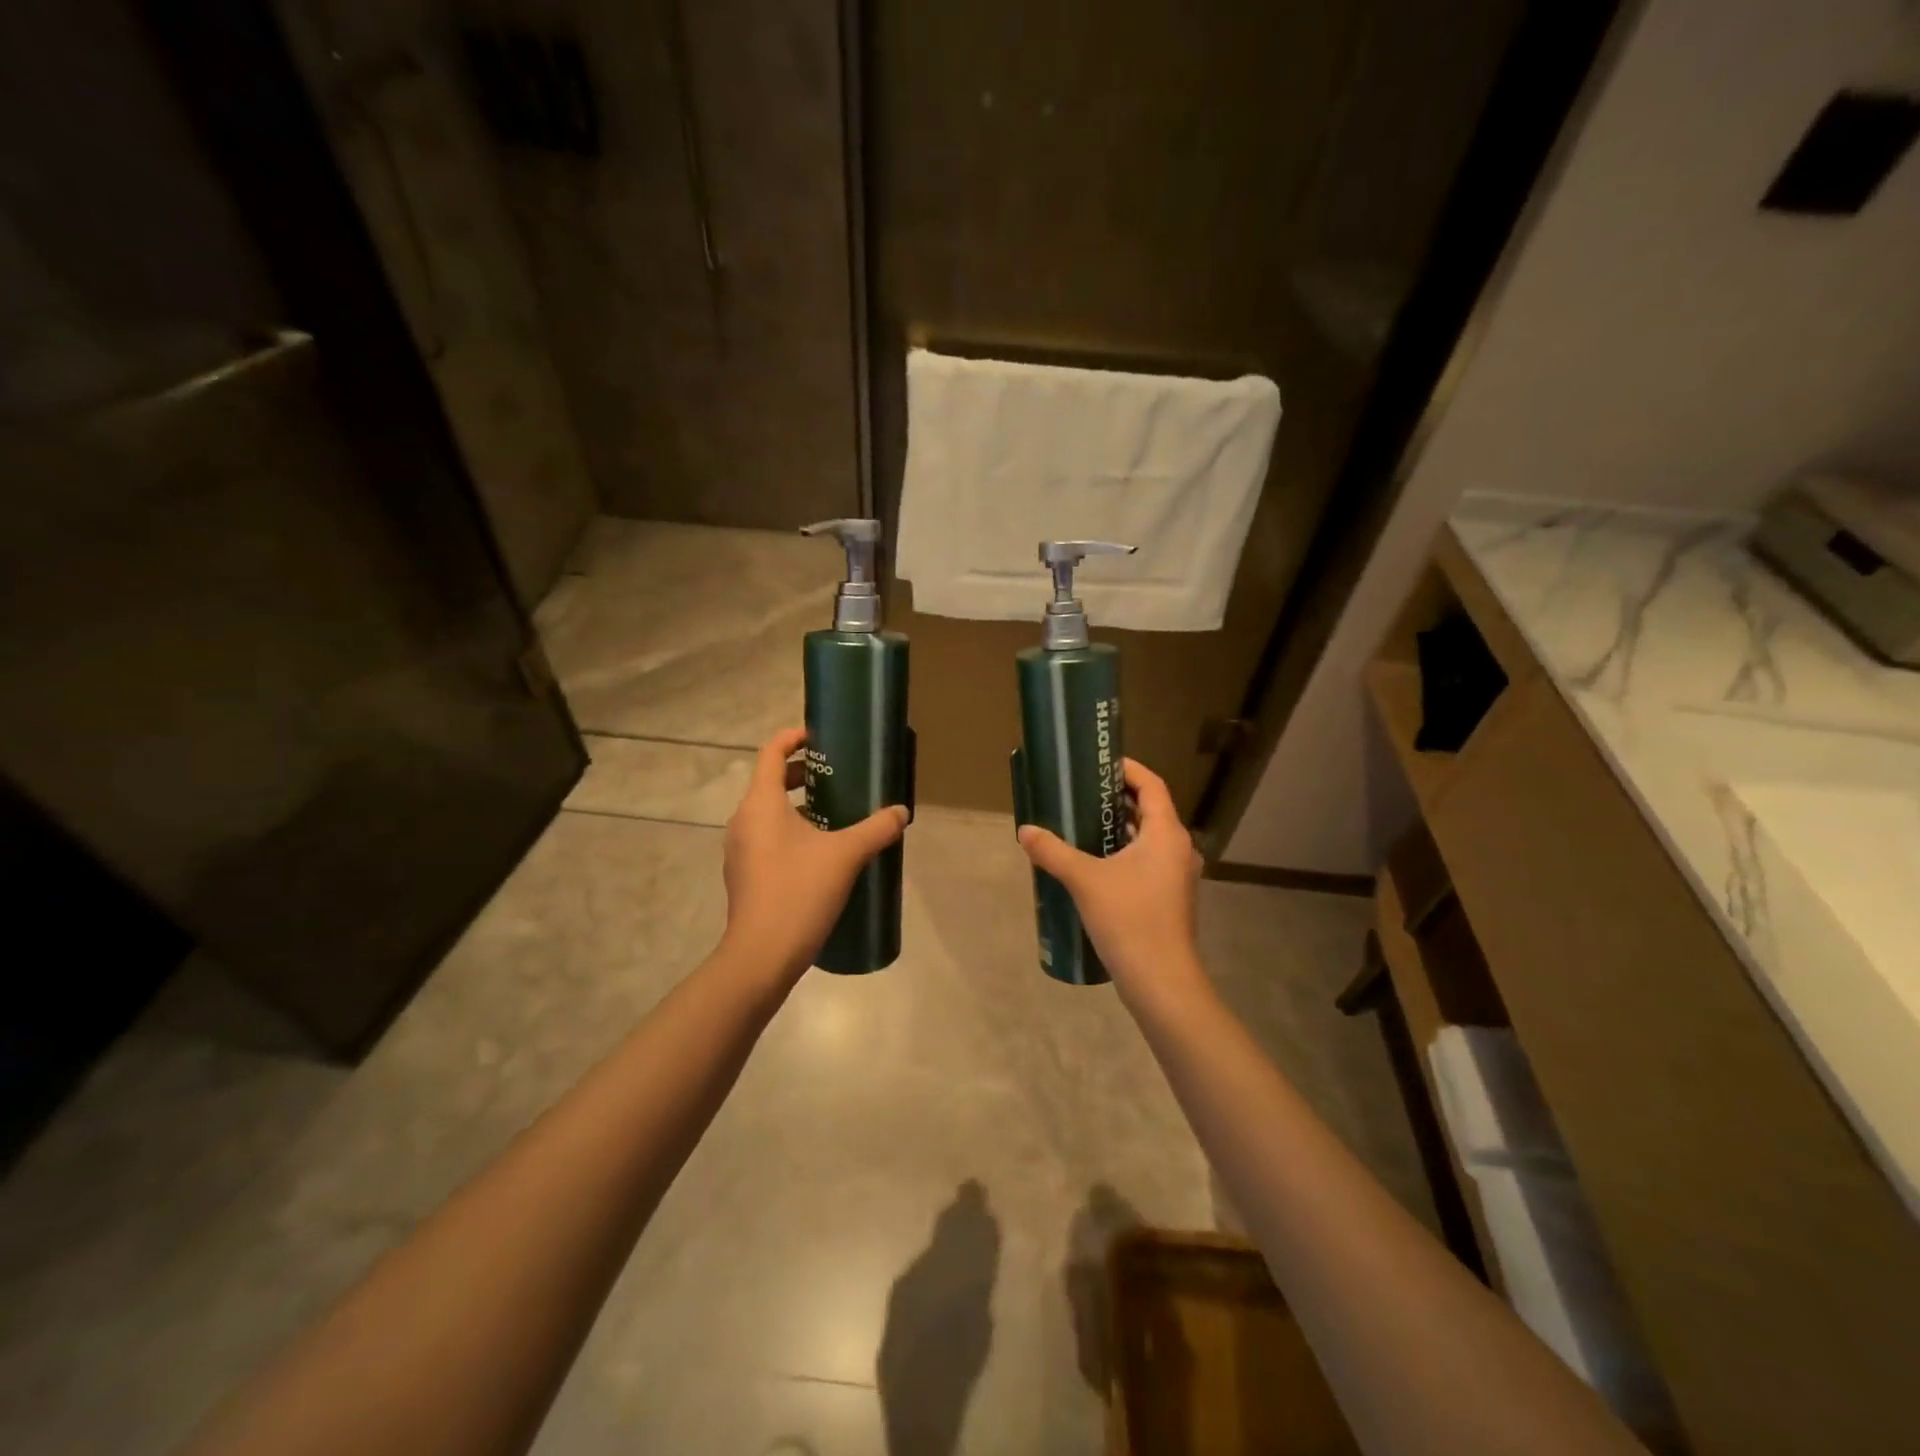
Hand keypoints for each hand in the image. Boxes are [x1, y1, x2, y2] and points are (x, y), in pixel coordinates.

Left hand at [720, 726, 909, 980]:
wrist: (761, 956)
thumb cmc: (799, 892)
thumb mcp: (846, 855)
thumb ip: (877, 829)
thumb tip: (901, 812)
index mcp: (760, 803)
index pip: (772, 752)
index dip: (795, 737)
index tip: (822, 738)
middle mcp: (743, 820)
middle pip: (770, 781)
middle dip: (803, 773)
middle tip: (838, 776)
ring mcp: (740, 850)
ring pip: (768, 812)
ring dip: (798, 805)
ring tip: (836, 813)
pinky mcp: (745, 874)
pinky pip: (767, 838)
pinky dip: (791, 831)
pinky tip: (821, 852)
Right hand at [1016, 758, 1205, 1001]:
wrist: (1161, 981)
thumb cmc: (1129, 919)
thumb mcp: (1085, 880)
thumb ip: (1053, 852)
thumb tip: (1025, 831)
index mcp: (1166, 834)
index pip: (1152, 785)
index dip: (1128, 769)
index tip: (1100, 764)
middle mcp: (1178, 849)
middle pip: (1151, 810)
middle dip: (1118, 798)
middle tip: (1083, 792)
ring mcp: (1177, 875)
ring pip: (1149, 838)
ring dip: (1121, 828)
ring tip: (1083, 824)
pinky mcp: (1169, 897)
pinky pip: (1147, 861)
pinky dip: (1125, 853)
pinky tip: (1095, 864)